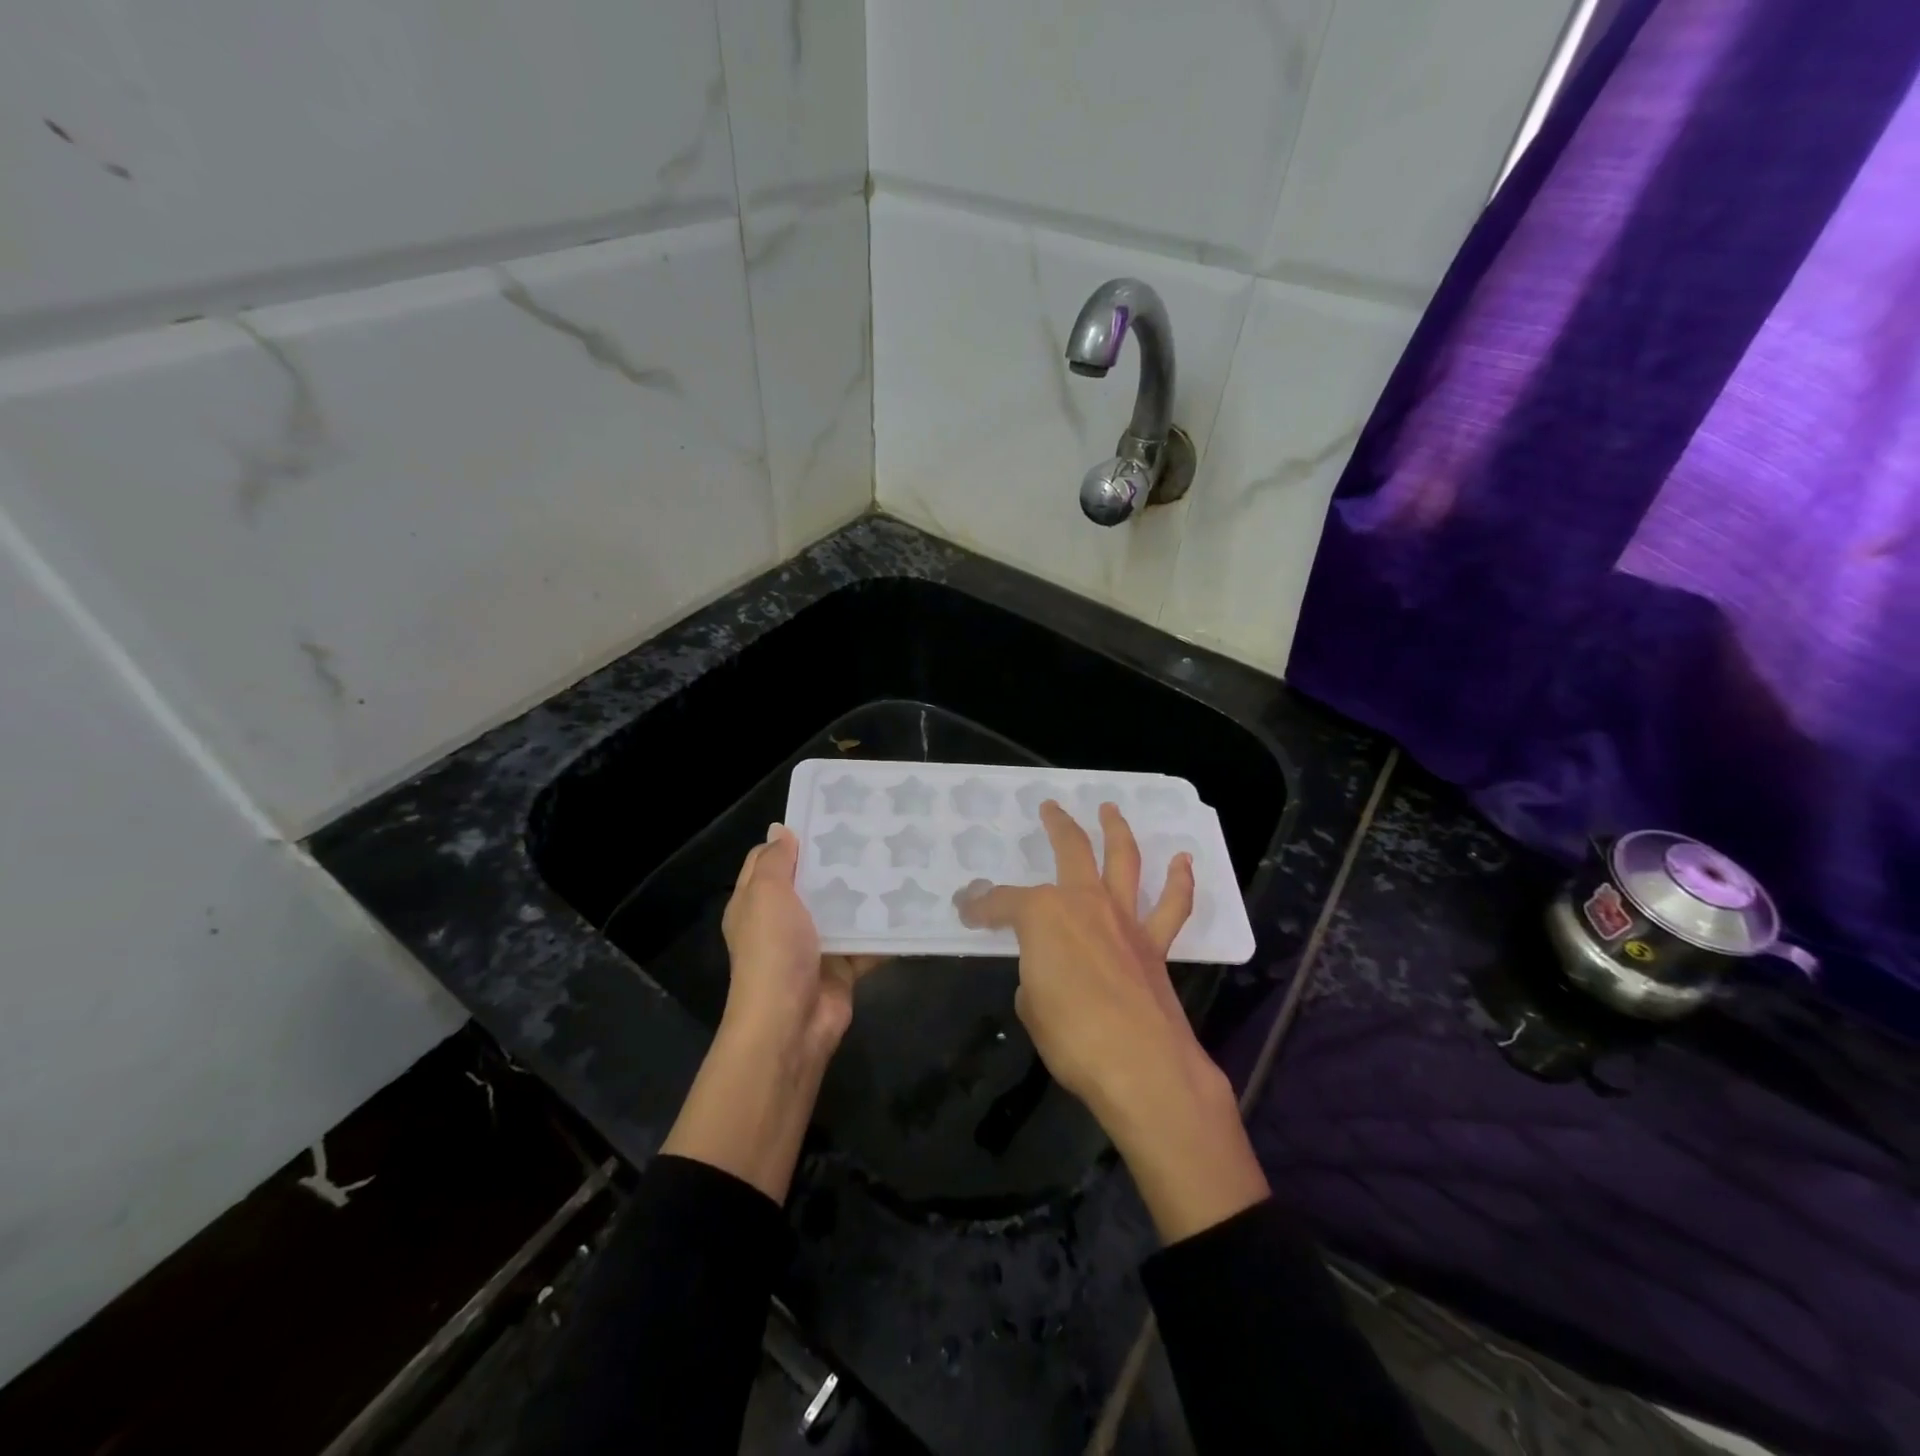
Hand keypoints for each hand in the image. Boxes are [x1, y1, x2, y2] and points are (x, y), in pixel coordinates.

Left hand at [721, 823, 880, 1057]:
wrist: (791, 1023)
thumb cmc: (773, 951)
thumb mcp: (765, 895)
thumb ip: (775, 861)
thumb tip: (781, 830)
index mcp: (756, 903)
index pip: (770, 860)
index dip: (794, 839)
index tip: (828, 816)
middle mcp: (783, 922)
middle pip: (811, 883)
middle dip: (838, 861)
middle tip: (873, 832)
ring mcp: (814, 945)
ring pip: (842, 910)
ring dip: (865, 892)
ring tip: (898, 859)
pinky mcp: (842, 966)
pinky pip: (867, 941)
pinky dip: (885, 929)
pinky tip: (910, 903)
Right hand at [957, 801, 1268, 1242]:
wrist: (1141, 1066)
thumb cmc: (1072, 1036)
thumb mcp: (1030, 1006)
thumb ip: (1035, 978)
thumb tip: (1044, 975)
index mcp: (1042, 915)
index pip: (1001, 903)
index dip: (980, 906)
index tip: (967, 909)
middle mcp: (1084, 902)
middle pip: (1070, 850)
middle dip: (1057, 826)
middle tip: (1050, 808)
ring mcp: (1124, 918)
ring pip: (1124, 860)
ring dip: (1117, 830)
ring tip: (1111, 809)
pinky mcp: (1155, 943)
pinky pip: (1171, 905)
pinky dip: (1180, 880)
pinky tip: (1183, 860)